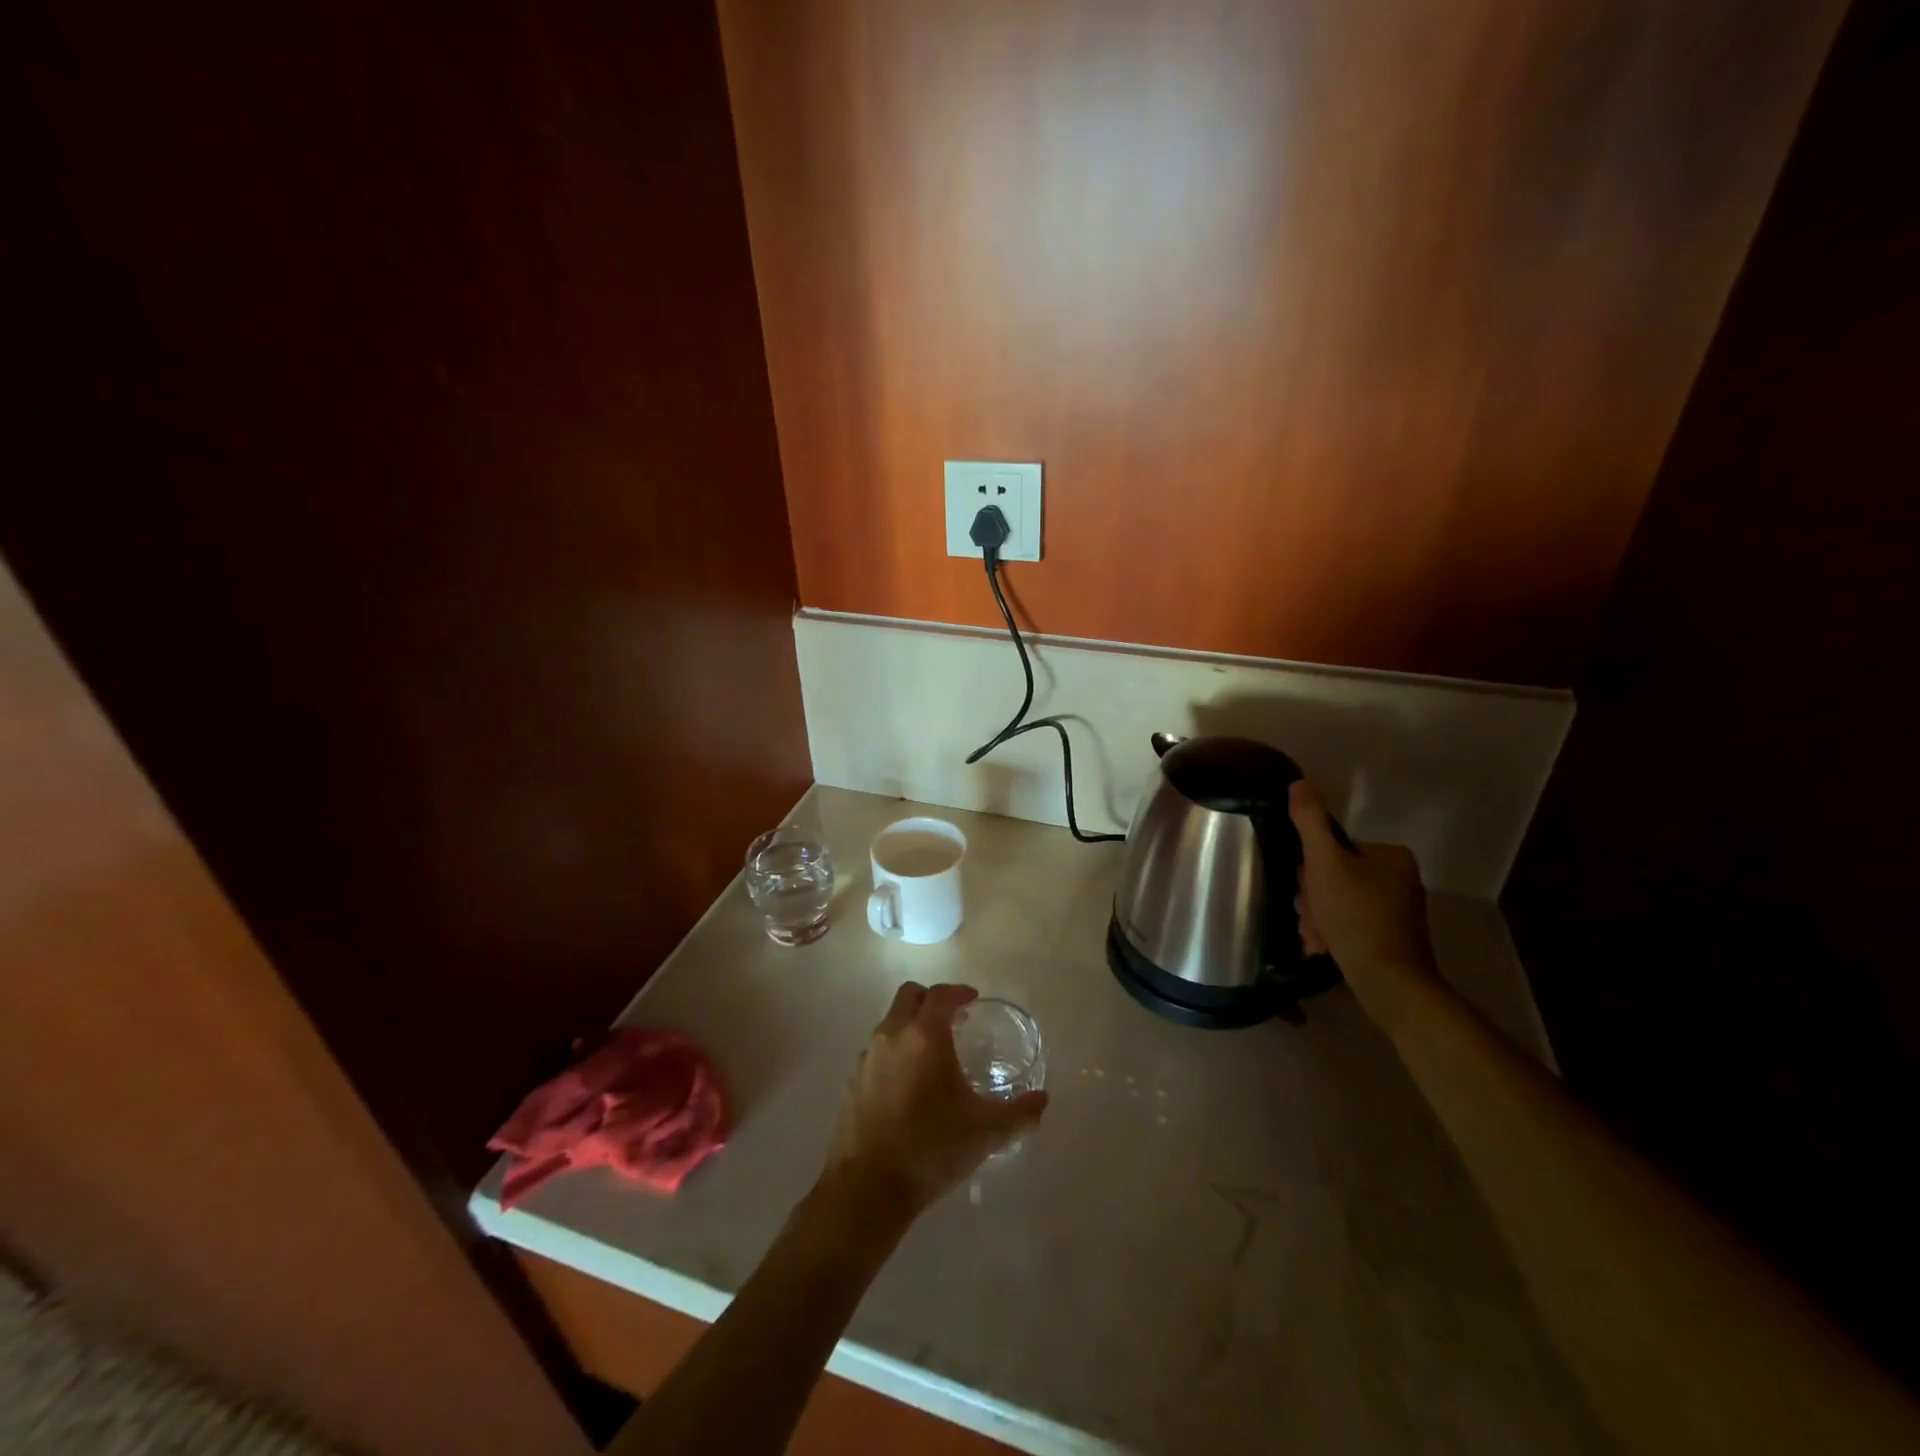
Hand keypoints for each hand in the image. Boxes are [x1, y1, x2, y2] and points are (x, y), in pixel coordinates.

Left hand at [824, 982, 1047, 1214]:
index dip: (958, 992)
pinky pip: (877, 1051)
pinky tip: (909, 1084)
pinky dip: (895, 1052)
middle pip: (909, 996)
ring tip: (934, 1053)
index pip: (941, 995)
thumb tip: (1042, 1100)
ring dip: (911, 1025)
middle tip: (954, 1019)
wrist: (868, 1187)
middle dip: (931, 1000)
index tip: (972, 999)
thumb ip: (1018, 1113)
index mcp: (925, 1036)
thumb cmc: (931, 1148)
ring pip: (890, 1023)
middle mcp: (892, 1036)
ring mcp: (868, 1058)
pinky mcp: (853, 1082)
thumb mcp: (985, 1132)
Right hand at [1289, 779, 1438, 1028]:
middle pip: (1334, 876)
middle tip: (1312, 916)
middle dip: (1314, 898)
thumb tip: (1300, 783)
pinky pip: (1349, 924)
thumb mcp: (1325, 863)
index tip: (1308, 891)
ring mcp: (1396, 911)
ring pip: (1337, 902)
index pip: (1334, 849)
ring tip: (1317, 936)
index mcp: (1390, 857)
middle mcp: (1399, 879)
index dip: (1312, 869)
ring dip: (1318, 917)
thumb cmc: (1356, 916)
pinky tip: (1324, 947)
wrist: (1389, 982)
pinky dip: (1332, 933)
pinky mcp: (1390, 938)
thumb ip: (1310, 822)